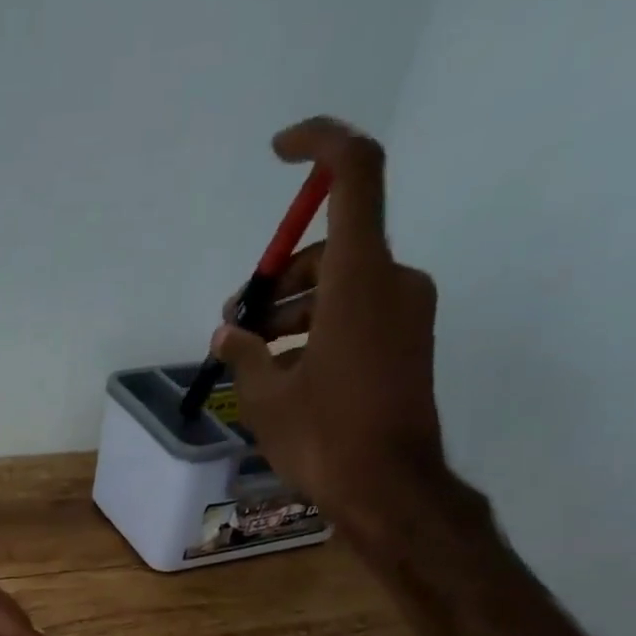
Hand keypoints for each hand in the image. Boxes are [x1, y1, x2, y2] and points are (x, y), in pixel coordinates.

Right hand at [213, 117, 448, 539]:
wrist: (389, 490)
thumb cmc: (324, 439)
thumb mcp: (267, 397)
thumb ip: (244, 352)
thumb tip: (228, 332)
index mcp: (359, 278)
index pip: (353, 173)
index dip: (318, 144)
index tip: (279, 152)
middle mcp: (392, 281)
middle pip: (332, 245)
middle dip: (278, 276)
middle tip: (237, 319)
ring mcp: (406, 314)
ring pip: (342, 283)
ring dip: (293, 308)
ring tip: (250, 351)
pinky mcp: (407, 344)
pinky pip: (358, 312)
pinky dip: (319, 326)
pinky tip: (284, 367)